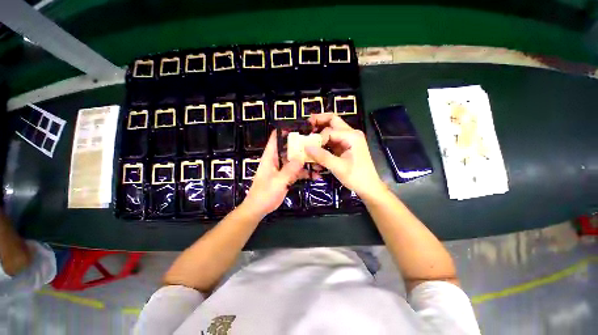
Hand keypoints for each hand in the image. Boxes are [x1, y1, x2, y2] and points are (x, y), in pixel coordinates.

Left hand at [242, 131, 308, 216]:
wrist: (259, 208)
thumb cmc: (264, 193)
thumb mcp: (277, 181)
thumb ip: (289, 169)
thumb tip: (301, 157)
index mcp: (270, 157)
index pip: (275, 139)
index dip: (284, 131)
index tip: (299, 128)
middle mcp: (276, 160)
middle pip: (289, 149)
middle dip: (301, 146)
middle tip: (315, 143)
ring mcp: (282, 169)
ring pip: (295, 161)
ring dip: (306, 161)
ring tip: (319, 161)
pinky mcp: (286, 177)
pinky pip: (297, 172)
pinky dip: (305, 173)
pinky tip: (316, 175)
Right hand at [305, 113, 385, 199]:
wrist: (369, 187)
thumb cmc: (356, 177)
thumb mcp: (338, 167)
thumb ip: (322, 156)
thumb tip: (305, 146)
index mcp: (351, 136)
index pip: (329, 131)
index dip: (318, 139)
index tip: (311, 149)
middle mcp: (351, 134)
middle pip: (333, 121)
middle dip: (319, 121)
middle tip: (307, 124)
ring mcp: (348, 140)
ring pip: (332, 129)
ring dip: (321, 130)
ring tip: (309, 134)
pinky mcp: (345, 146)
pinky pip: (333, 139)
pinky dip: (324, 141)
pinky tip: (317, 146)